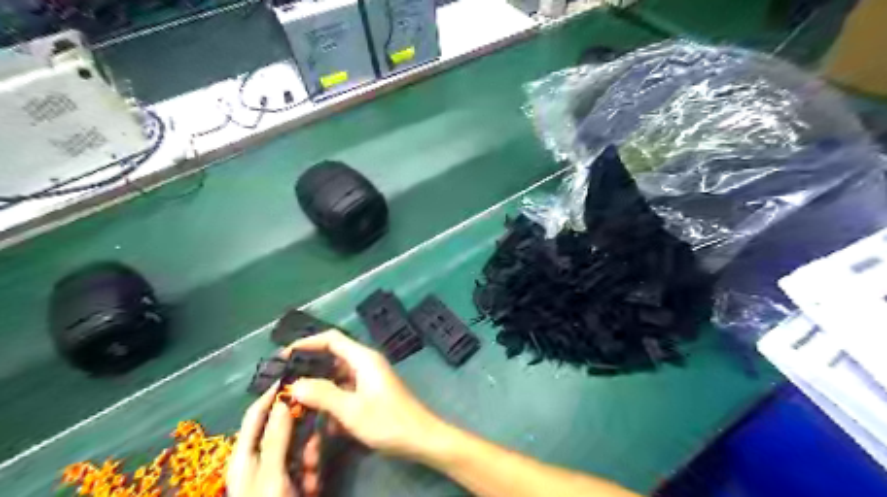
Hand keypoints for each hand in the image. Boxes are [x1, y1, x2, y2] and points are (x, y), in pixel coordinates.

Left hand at [227, 382, 323, 494]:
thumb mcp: (271, 475)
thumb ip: (276, 437)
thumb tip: (282, 399)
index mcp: (244, 455)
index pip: (256, 414)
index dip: (272, 393)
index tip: (294, 373)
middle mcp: (259, 458)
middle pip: (281, 427)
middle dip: (300, 432)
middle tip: (316, 435)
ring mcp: (276, 470)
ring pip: (298, 445)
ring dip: (309, 455)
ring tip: (312, 475)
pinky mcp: (291, 480)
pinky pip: (305, 463)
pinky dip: (312, 471)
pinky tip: (314, 486)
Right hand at [289, 331, 445, 461]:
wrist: (420, 438)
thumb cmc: (388, 421)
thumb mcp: (351, 410)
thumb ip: (322, 394)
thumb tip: (295, 384)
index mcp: (363, 358)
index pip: (332, 339)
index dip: (307, 342)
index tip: (284, 356)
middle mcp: (365, 363)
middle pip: (332, 357)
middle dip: (309, 370)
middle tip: (285, 383)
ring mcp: (368, 379)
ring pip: (337, 378)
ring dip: (320, 391)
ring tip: (298, 405)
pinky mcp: (370, 394)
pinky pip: (345, 392)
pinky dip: (332, 403)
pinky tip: (323, 424)